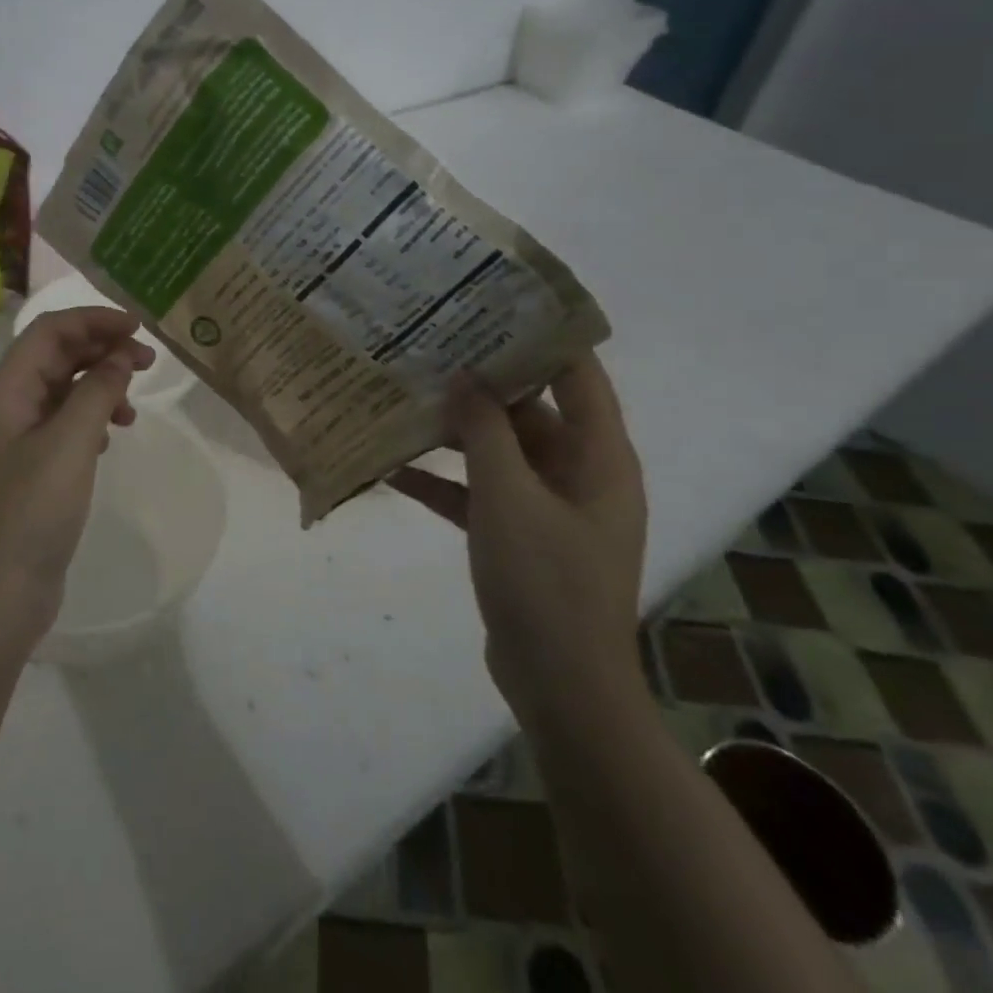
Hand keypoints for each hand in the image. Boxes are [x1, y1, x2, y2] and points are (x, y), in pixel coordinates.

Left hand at [0, 307, 154, 637]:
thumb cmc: (30, 512)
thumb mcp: (70, 443)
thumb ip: (97, 391)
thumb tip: (121, 356)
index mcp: (7, 391)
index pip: (49, 331)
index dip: (93, 320)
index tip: (138, 328)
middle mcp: (9, 407)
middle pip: (57, 356)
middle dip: (102, 349)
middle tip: (148, 361)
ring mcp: (20, 440)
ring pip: (64, 390)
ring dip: (101, 385)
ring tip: (134, 406)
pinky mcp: (34, 469)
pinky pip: (67, 424)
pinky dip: (94, 417)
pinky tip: (112, 435)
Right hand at [388, 354, 647, 732]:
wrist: (560, 687)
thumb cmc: (545, 583)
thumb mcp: (508, 498)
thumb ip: (484, 433)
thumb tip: (464, 377)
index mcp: (599, 457)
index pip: (579, 375)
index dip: (543, 337)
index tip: (492, 304)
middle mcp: (580, 474)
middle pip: (532, 410)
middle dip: (483, 382)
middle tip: (432, 346)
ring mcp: (549, 508)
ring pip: (501, 452)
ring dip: (458, 432)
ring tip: (407, 396)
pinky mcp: (520, 537)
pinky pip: (480, 494)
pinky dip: (445, 482)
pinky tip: (393, 468)